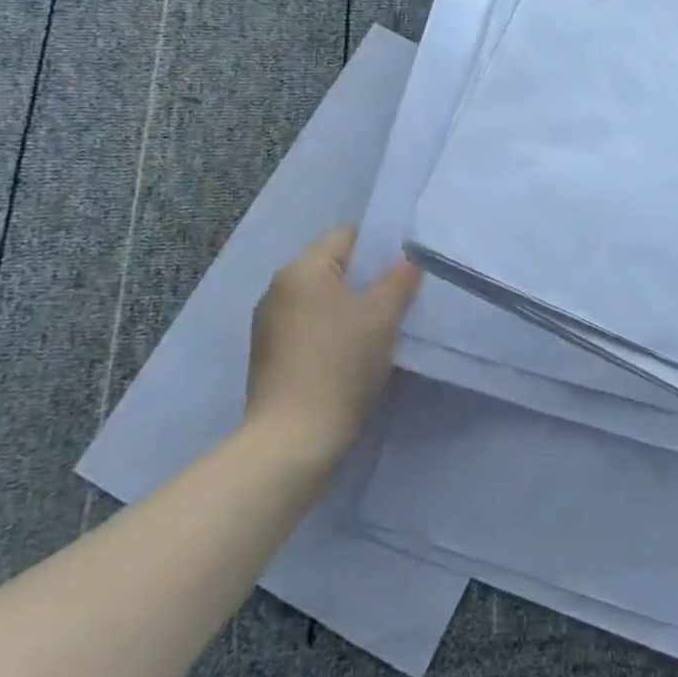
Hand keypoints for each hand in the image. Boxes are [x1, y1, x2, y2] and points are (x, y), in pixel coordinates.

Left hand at [245, 227, 421, 459]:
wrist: (292, 440)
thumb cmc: (340, 364)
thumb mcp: (382, 316)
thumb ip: (399, 278)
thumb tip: (409, 259)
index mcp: (301, 269)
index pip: (347, 235)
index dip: (380, 248)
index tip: (404, 273)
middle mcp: (278, 288)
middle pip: (333, 267)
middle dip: (367, 281)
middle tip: (398, 302)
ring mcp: (268, 324)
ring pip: (322, 300)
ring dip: (350, 309)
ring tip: (379, 333)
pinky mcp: (268, 356)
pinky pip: (309, 327)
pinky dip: (332, 332)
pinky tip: (351, 357)